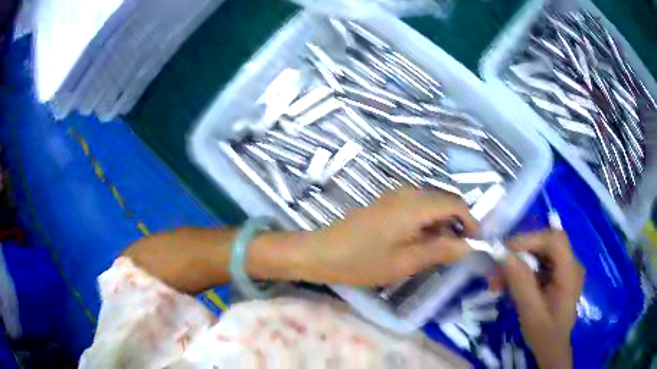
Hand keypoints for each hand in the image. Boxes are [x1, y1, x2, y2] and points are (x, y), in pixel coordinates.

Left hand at [297, 187, 478, 286]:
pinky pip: (417, 208)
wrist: (321, 252)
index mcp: (415, 204)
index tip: (475, 243)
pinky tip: (420, 243)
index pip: (455, 204)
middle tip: (457, 252)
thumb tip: (467, 246)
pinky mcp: (387, 203)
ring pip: (431, 205)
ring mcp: (395, 195)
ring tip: (438, 252)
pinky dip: (426, 224)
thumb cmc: (361, 261)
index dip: (470, 222)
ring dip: (441, 225)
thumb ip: (440, 251)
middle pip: (444, 202)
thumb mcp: (405, 262)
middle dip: (456, 225)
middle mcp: (408, 192)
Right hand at [503, 231, 583, 368]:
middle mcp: (571, 264)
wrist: (552, 349)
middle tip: (498, 267)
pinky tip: (509, 284)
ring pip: (541, 253)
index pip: (554, 240)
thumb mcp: (531, 312)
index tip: (505, 252)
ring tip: (498, 280)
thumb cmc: (544, 335)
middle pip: (547, 243)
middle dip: (521, 251)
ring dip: (518, 262)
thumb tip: (504, 255)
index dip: (530, 240)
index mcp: (570, 272)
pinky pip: (540, 264)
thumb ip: (520, 283)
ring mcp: (565, 269)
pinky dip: (523, 271)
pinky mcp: (558, 275)